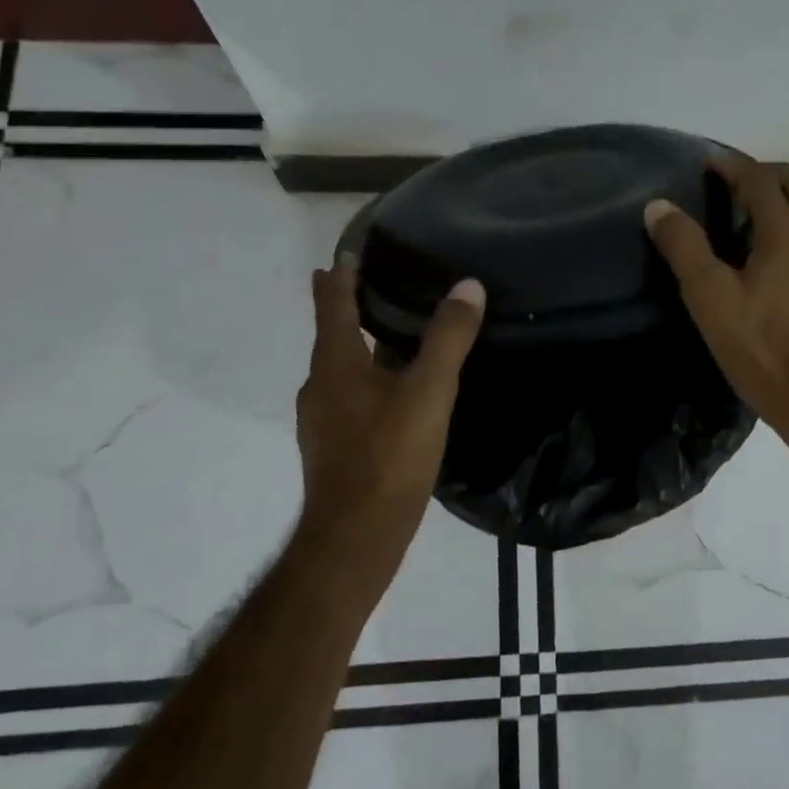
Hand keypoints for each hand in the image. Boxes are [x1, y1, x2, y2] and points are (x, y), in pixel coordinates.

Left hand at [294, 256, 484, 586]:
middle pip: (331, 334)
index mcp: (336, 363)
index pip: (333, 303)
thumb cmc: (389, 457)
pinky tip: (391, 395)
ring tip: (388, 335)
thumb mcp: (429, 392)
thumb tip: (468, 286)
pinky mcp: (332, 447)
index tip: (347, 252)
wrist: (355, 537)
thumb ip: (448, 339)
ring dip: (357, 346)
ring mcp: (322, 419)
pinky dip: (365, 380)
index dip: (340, 274)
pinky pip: (348, 397)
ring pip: (340, 368)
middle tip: (373, 284)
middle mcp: (320, 385)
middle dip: (347, 307)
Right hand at [645, 156, 788, 456]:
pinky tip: (775, 251)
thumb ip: (684, 247)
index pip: (761, 180)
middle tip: (736, 178)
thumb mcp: (710, 297)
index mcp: (786, 232)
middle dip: (768, 174)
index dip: (733, 166)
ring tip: (755, 208)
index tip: (708, 162)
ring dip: (786, 197)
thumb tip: (658, 205)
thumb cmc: (760, 345)